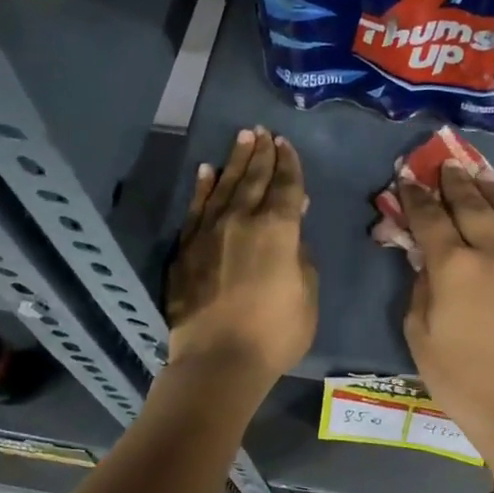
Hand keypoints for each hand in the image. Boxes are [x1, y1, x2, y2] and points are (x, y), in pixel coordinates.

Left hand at [165, 126, 316, 383]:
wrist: (217, 360)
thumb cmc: (275, 333)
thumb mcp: (307, 295)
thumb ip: (302, 254)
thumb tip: (294, 224)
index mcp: (278, 229)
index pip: (286, 186)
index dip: (289, 163)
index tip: (286, 144)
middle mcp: (242, 220)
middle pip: (254, 178)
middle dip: (261, 153)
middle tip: (263, 132)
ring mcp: (209, 231)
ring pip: (225, 186)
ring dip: (235, 161)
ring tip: (242, 138)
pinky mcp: (186, 248)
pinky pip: (197, 208)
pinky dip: (204, 187)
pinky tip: (207, 171)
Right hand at [399, 163, 493, 466]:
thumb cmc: (461, 380)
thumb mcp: (419, 336)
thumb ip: (422, 288)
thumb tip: (428, 261)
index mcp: (456, 267)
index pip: (431, 218)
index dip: (417, 197)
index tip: (409, 180)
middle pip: (475, 206)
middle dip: (457, 183)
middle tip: (448, 165)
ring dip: (493, 195)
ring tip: (482, 179)